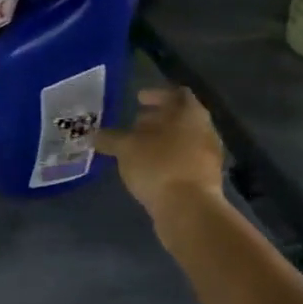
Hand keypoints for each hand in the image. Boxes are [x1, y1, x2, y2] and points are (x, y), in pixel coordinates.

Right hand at [96, 87, 225, 218]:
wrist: (189, 210)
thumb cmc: (158, 166)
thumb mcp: (126, 148)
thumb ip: (110, 138)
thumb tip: (94, 135)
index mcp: (190, 113)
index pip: (176, 93)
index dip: (156, 94)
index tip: (138, 99)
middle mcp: (205, 130)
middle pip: (180, 117)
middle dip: (157, 119)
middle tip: (134, 124)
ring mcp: (208, 156)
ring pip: (183, 140)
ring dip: (162, 141)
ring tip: (138, 149)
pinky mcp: (205, 179)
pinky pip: (184, 161)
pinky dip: (167, 160)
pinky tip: (149, 169)